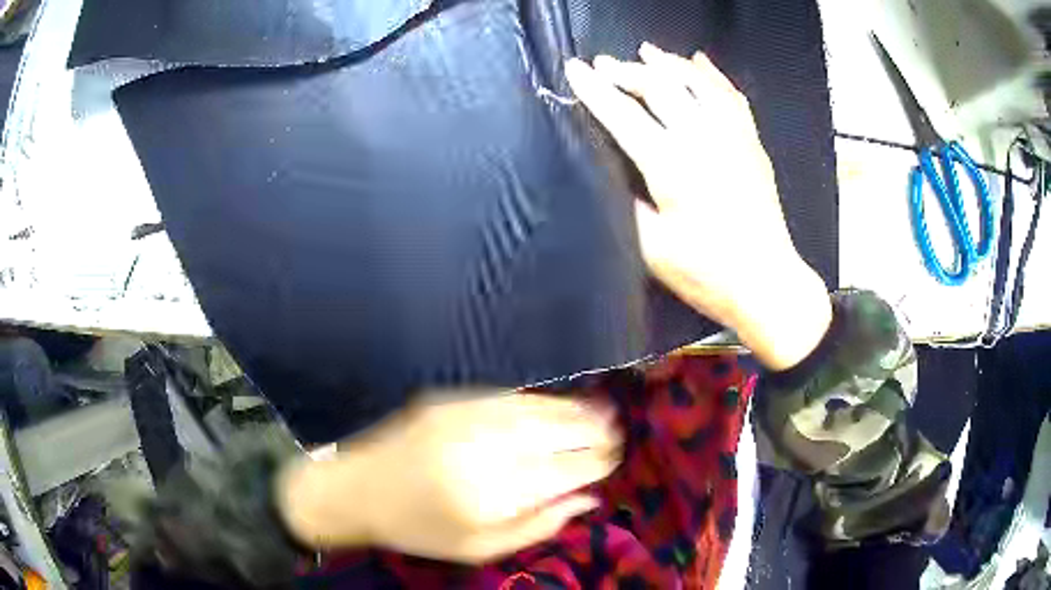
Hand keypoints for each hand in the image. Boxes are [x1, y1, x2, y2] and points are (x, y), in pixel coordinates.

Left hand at [278, 392, 619, 562]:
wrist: (357, 489)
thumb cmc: (419, 529)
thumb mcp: (479, 547)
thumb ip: (537, 525)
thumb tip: (587, 500)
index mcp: (491, 495)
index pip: (562, 473)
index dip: (594, 463)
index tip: (615, 458)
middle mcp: (483, 450)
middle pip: (554, 435)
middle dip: (592, 431)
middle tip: (618, 429)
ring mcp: (464, 418)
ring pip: (535, 410)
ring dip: (573, 409)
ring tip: (602, 411)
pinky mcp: (448, 400)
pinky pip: (506, 397)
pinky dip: (538, 400)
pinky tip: (556, 404)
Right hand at [565, 43, 831, 369]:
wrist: (766, 283)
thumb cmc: (706, 274)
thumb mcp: (652, 248)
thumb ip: (625, 203)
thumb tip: (609, 171)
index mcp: (671, 166)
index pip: (623, 115)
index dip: (594, 89)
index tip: (573, 69)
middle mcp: (703, 140)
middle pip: (659, 87)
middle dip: (627, 70)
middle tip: (604, 64)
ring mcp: (733, 137)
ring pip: (696, 82)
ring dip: (668, 63)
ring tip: (647, 51)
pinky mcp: (752, 144)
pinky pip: (731, 96)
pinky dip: (712, 75)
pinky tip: (699, 62)